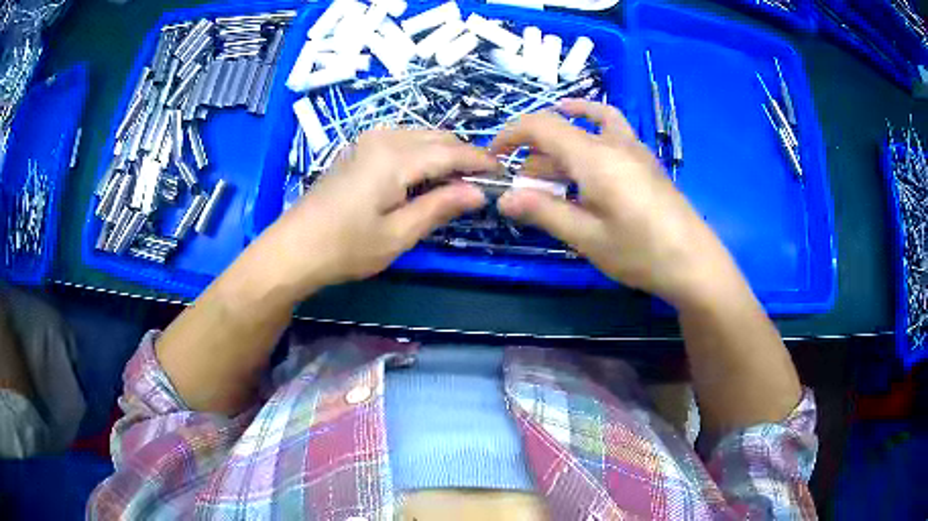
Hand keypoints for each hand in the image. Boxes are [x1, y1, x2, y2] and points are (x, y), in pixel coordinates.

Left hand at [256, 129, 496, 295]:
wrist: (294, 248)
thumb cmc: (346, 248)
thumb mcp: (399, 235)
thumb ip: (440, 207)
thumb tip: (478, 192)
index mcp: (396, 157)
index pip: (452, 152)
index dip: (481, 162)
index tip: (503, 175)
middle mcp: (384, 137)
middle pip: (438, 137)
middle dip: (464, 156)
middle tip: (482, 183)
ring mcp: (367, 140)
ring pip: (420, 136)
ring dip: (443, 153)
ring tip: (456, 182)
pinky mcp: (358, 148)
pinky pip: (402, 140)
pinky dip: (421, 153)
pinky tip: (424, 176)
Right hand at [490, 99, 736, 306]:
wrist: (695, 263)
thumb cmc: (640, 252)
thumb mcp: (586, 237)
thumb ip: (544, 212)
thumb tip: (504, 198)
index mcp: (594, 157)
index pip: (541, 126)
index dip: (511, 134)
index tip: (494, 156)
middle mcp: (613, 143)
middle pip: (562, 129)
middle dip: (534, 153)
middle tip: (525, 189)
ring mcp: (634, 149)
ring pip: (587, 127)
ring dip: (560, 144)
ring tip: (550, 175)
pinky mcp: (645, 161)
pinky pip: (611, 132)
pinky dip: (589, 132)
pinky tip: (586, 154)